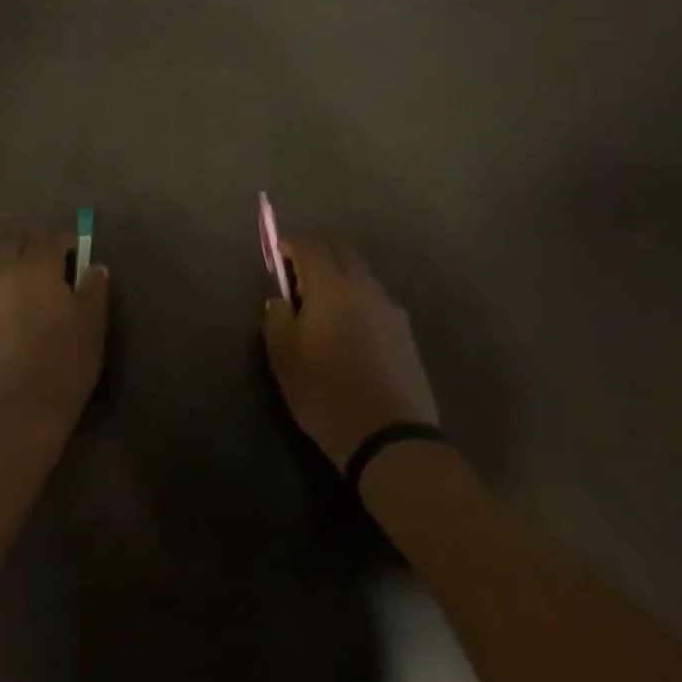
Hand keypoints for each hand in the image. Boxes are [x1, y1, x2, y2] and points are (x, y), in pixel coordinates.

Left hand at [0, 231, 109, 438]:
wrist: (16, 415)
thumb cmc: (63, 363)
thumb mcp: (92, 324)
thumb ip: (94, 288)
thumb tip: (94, 267)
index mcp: (35, 268)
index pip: (46, 236)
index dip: (63, 240)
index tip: (77, 255)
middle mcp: (3, 275)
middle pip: (15, 245)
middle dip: (34, 249)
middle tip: (55, 271)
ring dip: (15, 272)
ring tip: (34, 300)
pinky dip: (2, 298)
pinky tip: (15, 324)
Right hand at [262, 240, 440, 470]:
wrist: (392, 438)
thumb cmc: (327, 395)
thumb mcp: (284, 359)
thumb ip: (276, 318)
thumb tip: (279, 299)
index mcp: (330, 287)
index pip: (311, 245)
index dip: (291, 243)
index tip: (278, 254)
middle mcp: (363, 287)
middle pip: (341, 250)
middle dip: (318, 253)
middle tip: (299, 277)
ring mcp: (389, 308)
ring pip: (361, 273)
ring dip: (340, 275)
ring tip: (324, 306)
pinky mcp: (405, 331)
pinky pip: (376, 298)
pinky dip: (358, 298)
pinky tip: (351, 329)